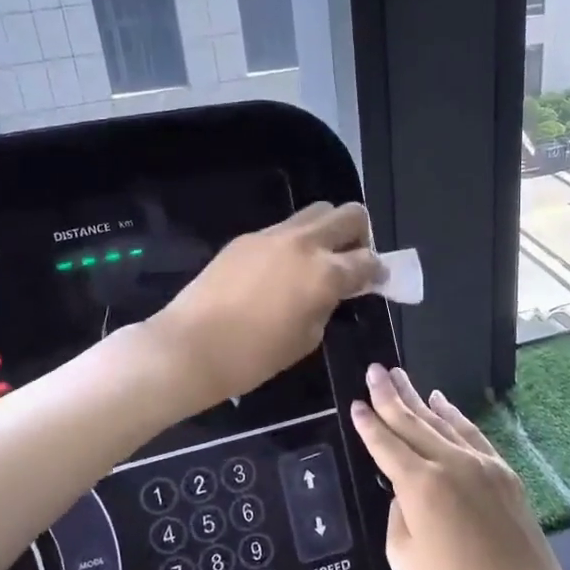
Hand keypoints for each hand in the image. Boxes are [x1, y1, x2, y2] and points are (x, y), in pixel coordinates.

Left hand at [147, 202, 382, 412]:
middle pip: (349, 214)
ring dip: (327, 230)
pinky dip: (295, 241)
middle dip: (360, 234)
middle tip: (351, 261)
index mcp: (325, 273)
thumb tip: (332, 292)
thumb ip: (327, 306)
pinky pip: (283, 228)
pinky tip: (281, 270)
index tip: (377, 281)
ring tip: (317, 261)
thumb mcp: (306, 339)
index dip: (379, 272)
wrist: (190, 346)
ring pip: (316, 212)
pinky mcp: (246, 238)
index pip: (368, 260)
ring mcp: (272, 235)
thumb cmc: (254, 356)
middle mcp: (304, 243)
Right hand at [351, 366, 569, 569]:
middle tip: (374, 369)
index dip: (368, 423)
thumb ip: (397, 515)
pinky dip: (453, 414)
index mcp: (419, 485)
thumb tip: (405, 492)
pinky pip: (471, 432)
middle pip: (411, 421)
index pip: (385, 444)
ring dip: (418, 397)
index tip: (356, 402)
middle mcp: (448, 462)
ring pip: (441, 421)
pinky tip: (441, 400)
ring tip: (399, 375)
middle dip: (389, 394)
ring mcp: (480, 463)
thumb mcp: (404, 559)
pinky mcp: (502, 470)